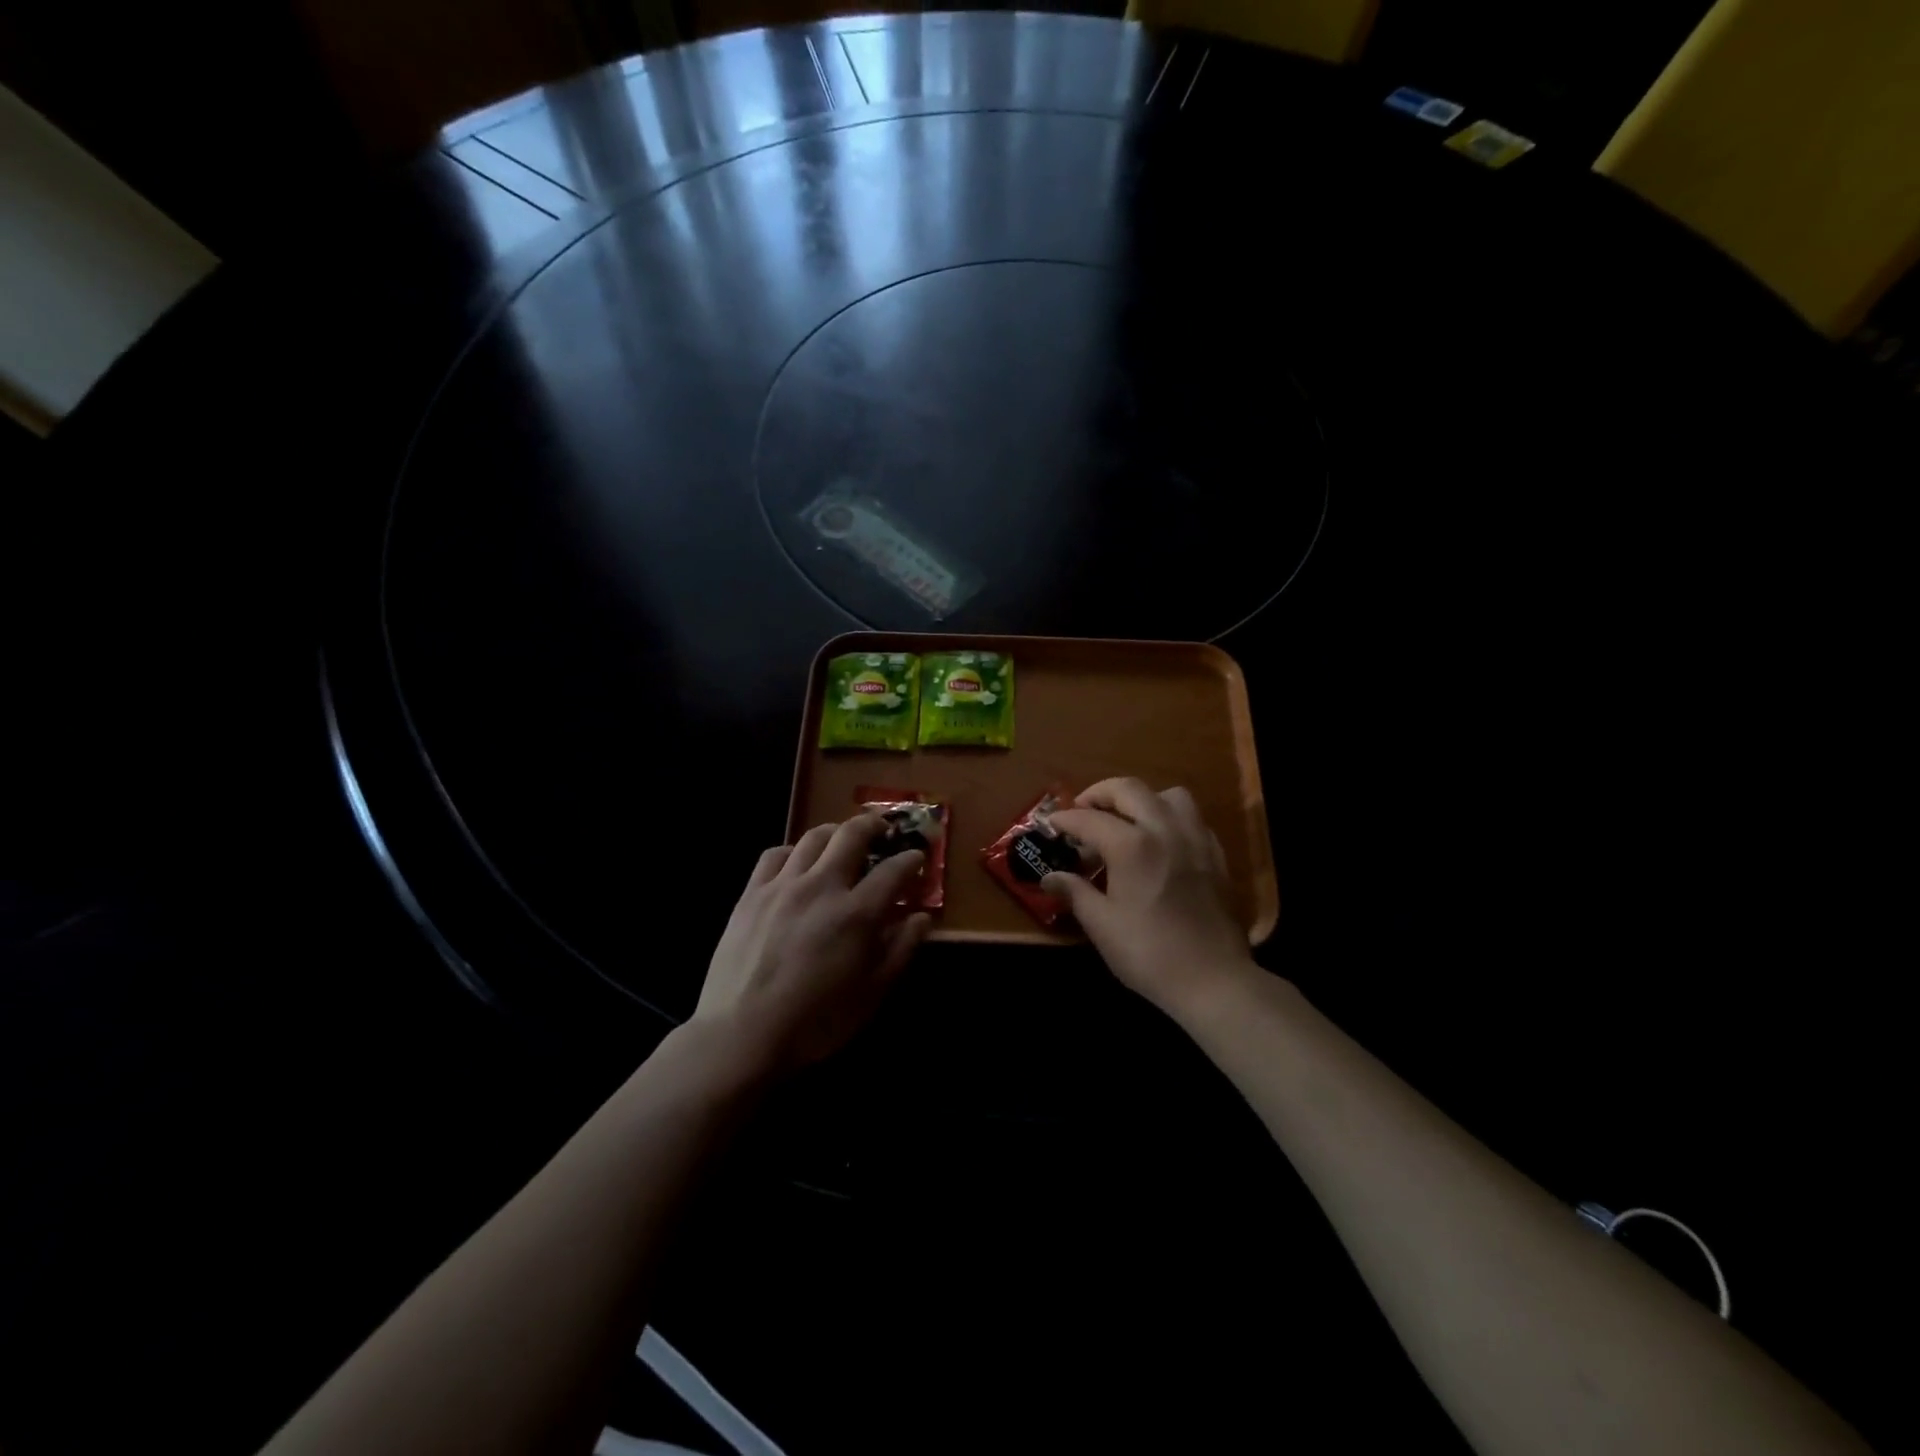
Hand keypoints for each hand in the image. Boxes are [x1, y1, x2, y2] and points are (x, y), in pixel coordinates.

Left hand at [692, 814, 932, 1072]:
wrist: (741, 1035)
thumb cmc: (815, 1022)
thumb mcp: (871, 994)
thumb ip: (900, 950)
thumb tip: (921, 918)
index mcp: (857, 913)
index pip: (894, 870)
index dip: (911, 860)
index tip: (917, 859)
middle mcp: (822, 886)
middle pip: (853, 834)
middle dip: (875, 825)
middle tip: (884, 830)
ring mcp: (783, 885)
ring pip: (814, 837)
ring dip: (836, 832)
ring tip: (843, 839)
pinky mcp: (752, 893)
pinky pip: (775, 854)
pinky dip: (794, 851)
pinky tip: (798, 863)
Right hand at [1045, 779, 1256, 1020]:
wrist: (1213, 981)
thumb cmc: (1149, 954)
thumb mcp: (1102, 925)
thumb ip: (1074, 892)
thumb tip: (1049, 877)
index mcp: (1131, 845)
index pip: (1089, 819)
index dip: (1065, 820)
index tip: (1051, 825)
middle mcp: (1164, 830)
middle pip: (1129, 790)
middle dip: (1100, 793)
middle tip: (1083, 810)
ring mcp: (1195, 839)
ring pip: (1169, 795)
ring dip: (1142, 799)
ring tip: (1127, 820)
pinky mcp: (1216, 855)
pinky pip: (1192, 818)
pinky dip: (1170, 817)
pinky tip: (1161, 842)